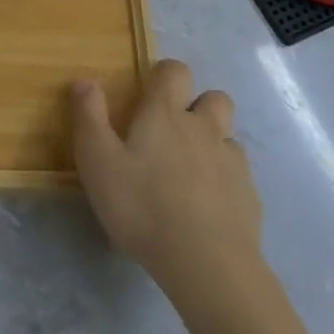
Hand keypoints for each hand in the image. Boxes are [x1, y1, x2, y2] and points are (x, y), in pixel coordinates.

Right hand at [70, 59, 262, 297]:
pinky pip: (239, 176)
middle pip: (214, 97)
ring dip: (213, 145)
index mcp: (167, 113)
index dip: (164, 76)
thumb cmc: (143, 206)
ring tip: (191, 174)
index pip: (174, 70)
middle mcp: (204, 127)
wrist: (206, 263)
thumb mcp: (98, 163)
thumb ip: (89, 118)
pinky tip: (208, 210)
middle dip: (199, 106)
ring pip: (228, 137)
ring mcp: (232, 161)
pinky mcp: (249, 196)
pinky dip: (225, 183)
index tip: (148, 95)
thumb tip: (84, 80)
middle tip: (175, 134)